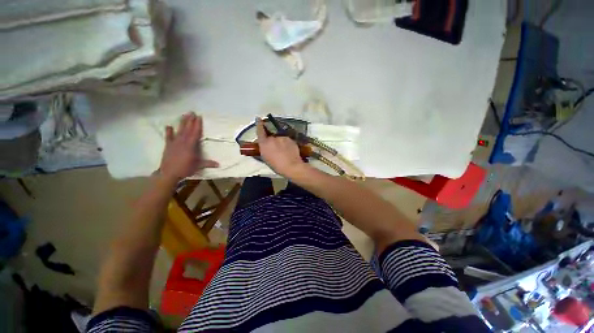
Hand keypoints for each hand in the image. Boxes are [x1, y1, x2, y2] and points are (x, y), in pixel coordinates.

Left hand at [159, 113, 218, 181]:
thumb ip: (208, 163)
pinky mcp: (168, 146)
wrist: (168, 173)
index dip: (197, 125)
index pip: (195, 133)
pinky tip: (168, 126)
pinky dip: (168, 131)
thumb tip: (219, 164)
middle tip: (192, 112)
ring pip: (179, 131)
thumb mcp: (198, 166)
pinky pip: (168, 137)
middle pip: (187, 129)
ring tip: (184, 115)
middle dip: (190, 120)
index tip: (199, 117)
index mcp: (191, 146)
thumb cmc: (185, 169)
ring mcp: (174, 143)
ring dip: (182, 123)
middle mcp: (182, 142)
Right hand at [256, 118, 306, 177]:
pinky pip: (286, 140)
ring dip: (280, 143)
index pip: (260, 130)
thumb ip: (263, 150)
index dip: (259, 124)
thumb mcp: (266, 159)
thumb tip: (262, 146)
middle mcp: (273, 138)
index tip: (258, 118)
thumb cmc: (277, 166)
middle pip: (271, 136)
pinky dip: (286, 144)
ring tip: (283, 152)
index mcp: (264, 143)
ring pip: (279, 138)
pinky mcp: (290, 139)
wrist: (292, 166)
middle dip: (271, 141)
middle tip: (274, 149)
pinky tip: (288, 151)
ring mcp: (283, 138)